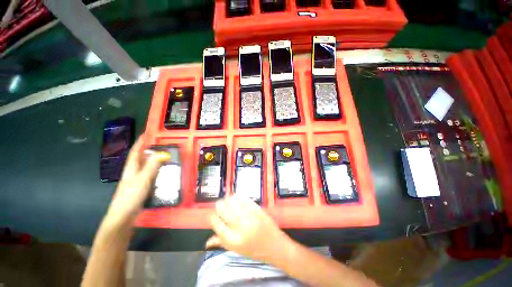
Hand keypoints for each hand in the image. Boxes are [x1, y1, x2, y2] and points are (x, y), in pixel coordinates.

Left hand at [107, 137, 169, 223]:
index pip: (136, 151)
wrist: (123, 215)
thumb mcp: (143, 179)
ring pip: (145, 166)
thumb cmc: (131, 195)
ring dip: (152, 159)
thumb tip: (163, 153)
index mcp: (132, 167)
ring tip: (163, 155)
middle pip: (140, 157)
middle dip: (148, 149)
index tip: (146, 134)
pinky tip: (161, 172)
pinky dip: (155, 169)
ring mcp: (135, 180)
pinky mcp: (139, 186)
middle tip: (160, 144)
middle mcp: (133, 172)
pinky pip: (148, 174)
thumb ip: (152, 166)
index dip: (140, 142)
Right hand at [206, 196, 291, 261]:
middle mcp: (239, 227)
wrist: (275, 245)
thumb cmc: (255, 250)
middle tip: (221, 207)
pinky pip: (244, 199)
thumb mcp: (236, 250)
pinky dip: (238, 197)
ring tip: (228, 202)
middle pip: (222, 209)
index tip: (215, 216)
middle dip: (219, 206)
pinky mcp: (257, 209)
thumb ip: (221, 243)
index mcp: (232, 240)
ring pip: (232, 201)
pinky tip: (237, 199)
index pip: (215, 223)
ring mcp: (249, 216)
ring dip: (228, 200)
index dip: (213, 217)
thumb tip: (207, 241)